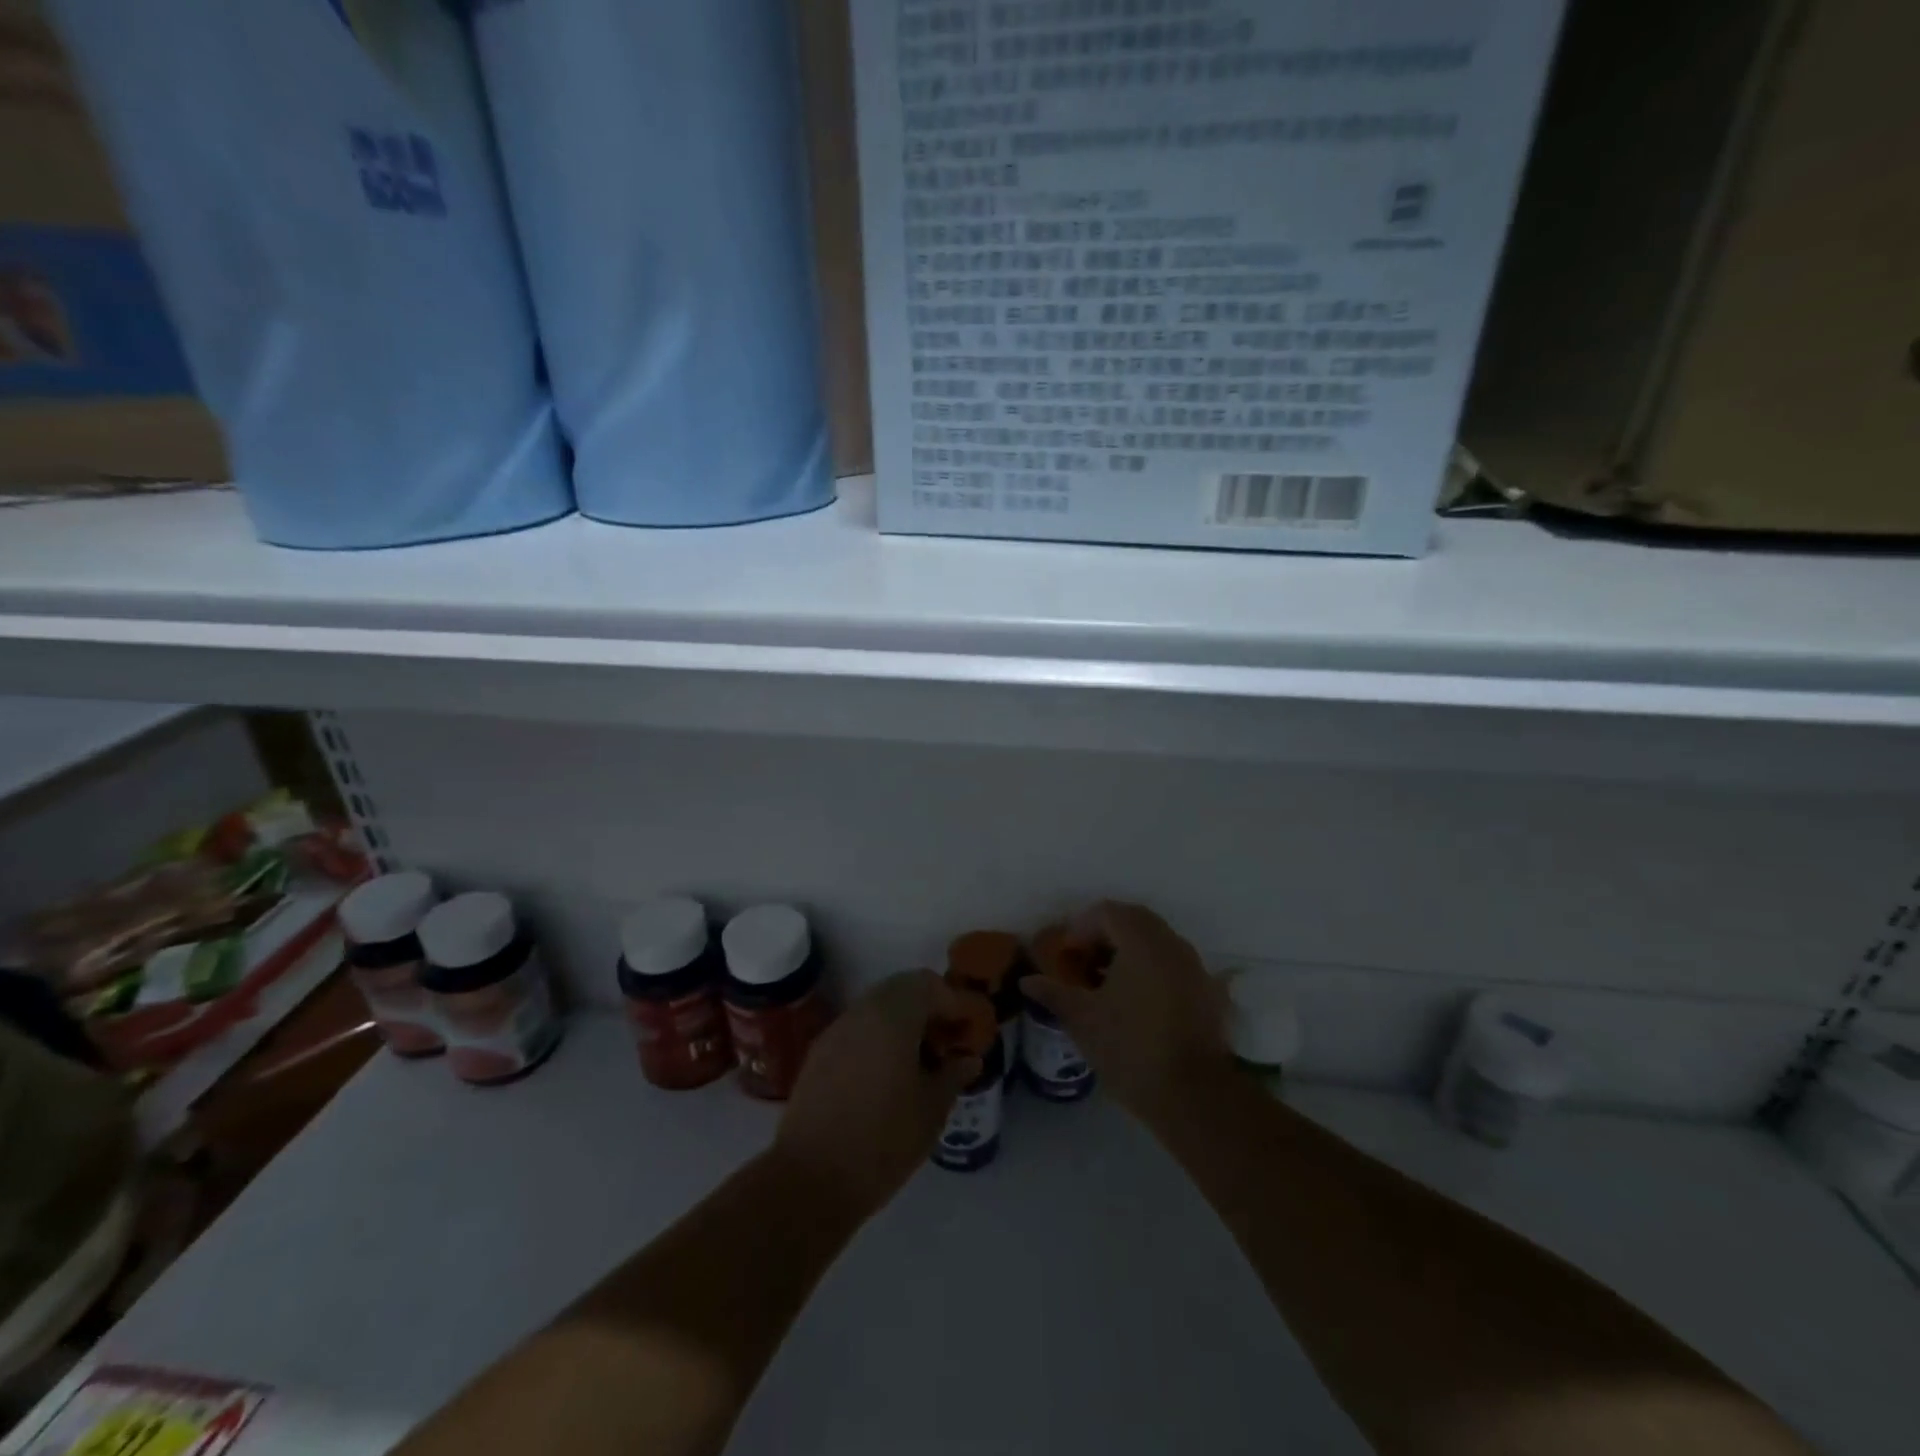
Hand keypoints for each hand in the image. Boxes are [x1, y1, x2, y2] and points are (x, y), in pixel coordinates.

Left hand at [772, 970, 980, 1219]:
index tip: (967, 1032)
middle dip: (928, 1009)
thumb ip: (953, 1074)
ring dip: (902, 1023)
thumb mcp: (932, 1109)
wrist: (811, 1179)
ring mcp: (836, 1031)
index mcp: (893, 1016)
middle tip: (946, 1044)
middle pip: (901, 990)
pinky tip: (888, 1076)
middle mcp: (861, 1012)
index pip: (929, 985)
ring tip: (919, 1063)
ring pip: (877, 1008)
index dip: (953, 1003)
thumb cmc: (883, 1140)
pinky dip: (878, 1038)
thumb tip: (969, 1059)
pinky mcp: (819, 1054)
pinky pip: (857, 1029)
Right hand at [1021, 902, 1231, 1122]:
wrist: (1194, 1095)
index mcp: (1140, 941)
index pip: (1107, 912)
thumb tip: (1027, 980)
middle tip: (1085, 963)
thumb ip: (1053, 993)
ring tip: (1109, 984)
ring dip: (1130, 951)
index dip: (1081, 927)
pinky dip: (1153, 969)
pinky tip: (1139, 1002)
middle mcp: (1171, 944)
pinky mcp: (1209, 992)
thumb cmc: (1130, 1048)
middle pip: (1135, 920)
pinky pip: (1174, 964)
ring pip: (1157, 941)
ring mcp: (1195, 966)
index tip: (1067, 954)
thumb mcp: (1083, 1020)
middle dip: (1106, 935)